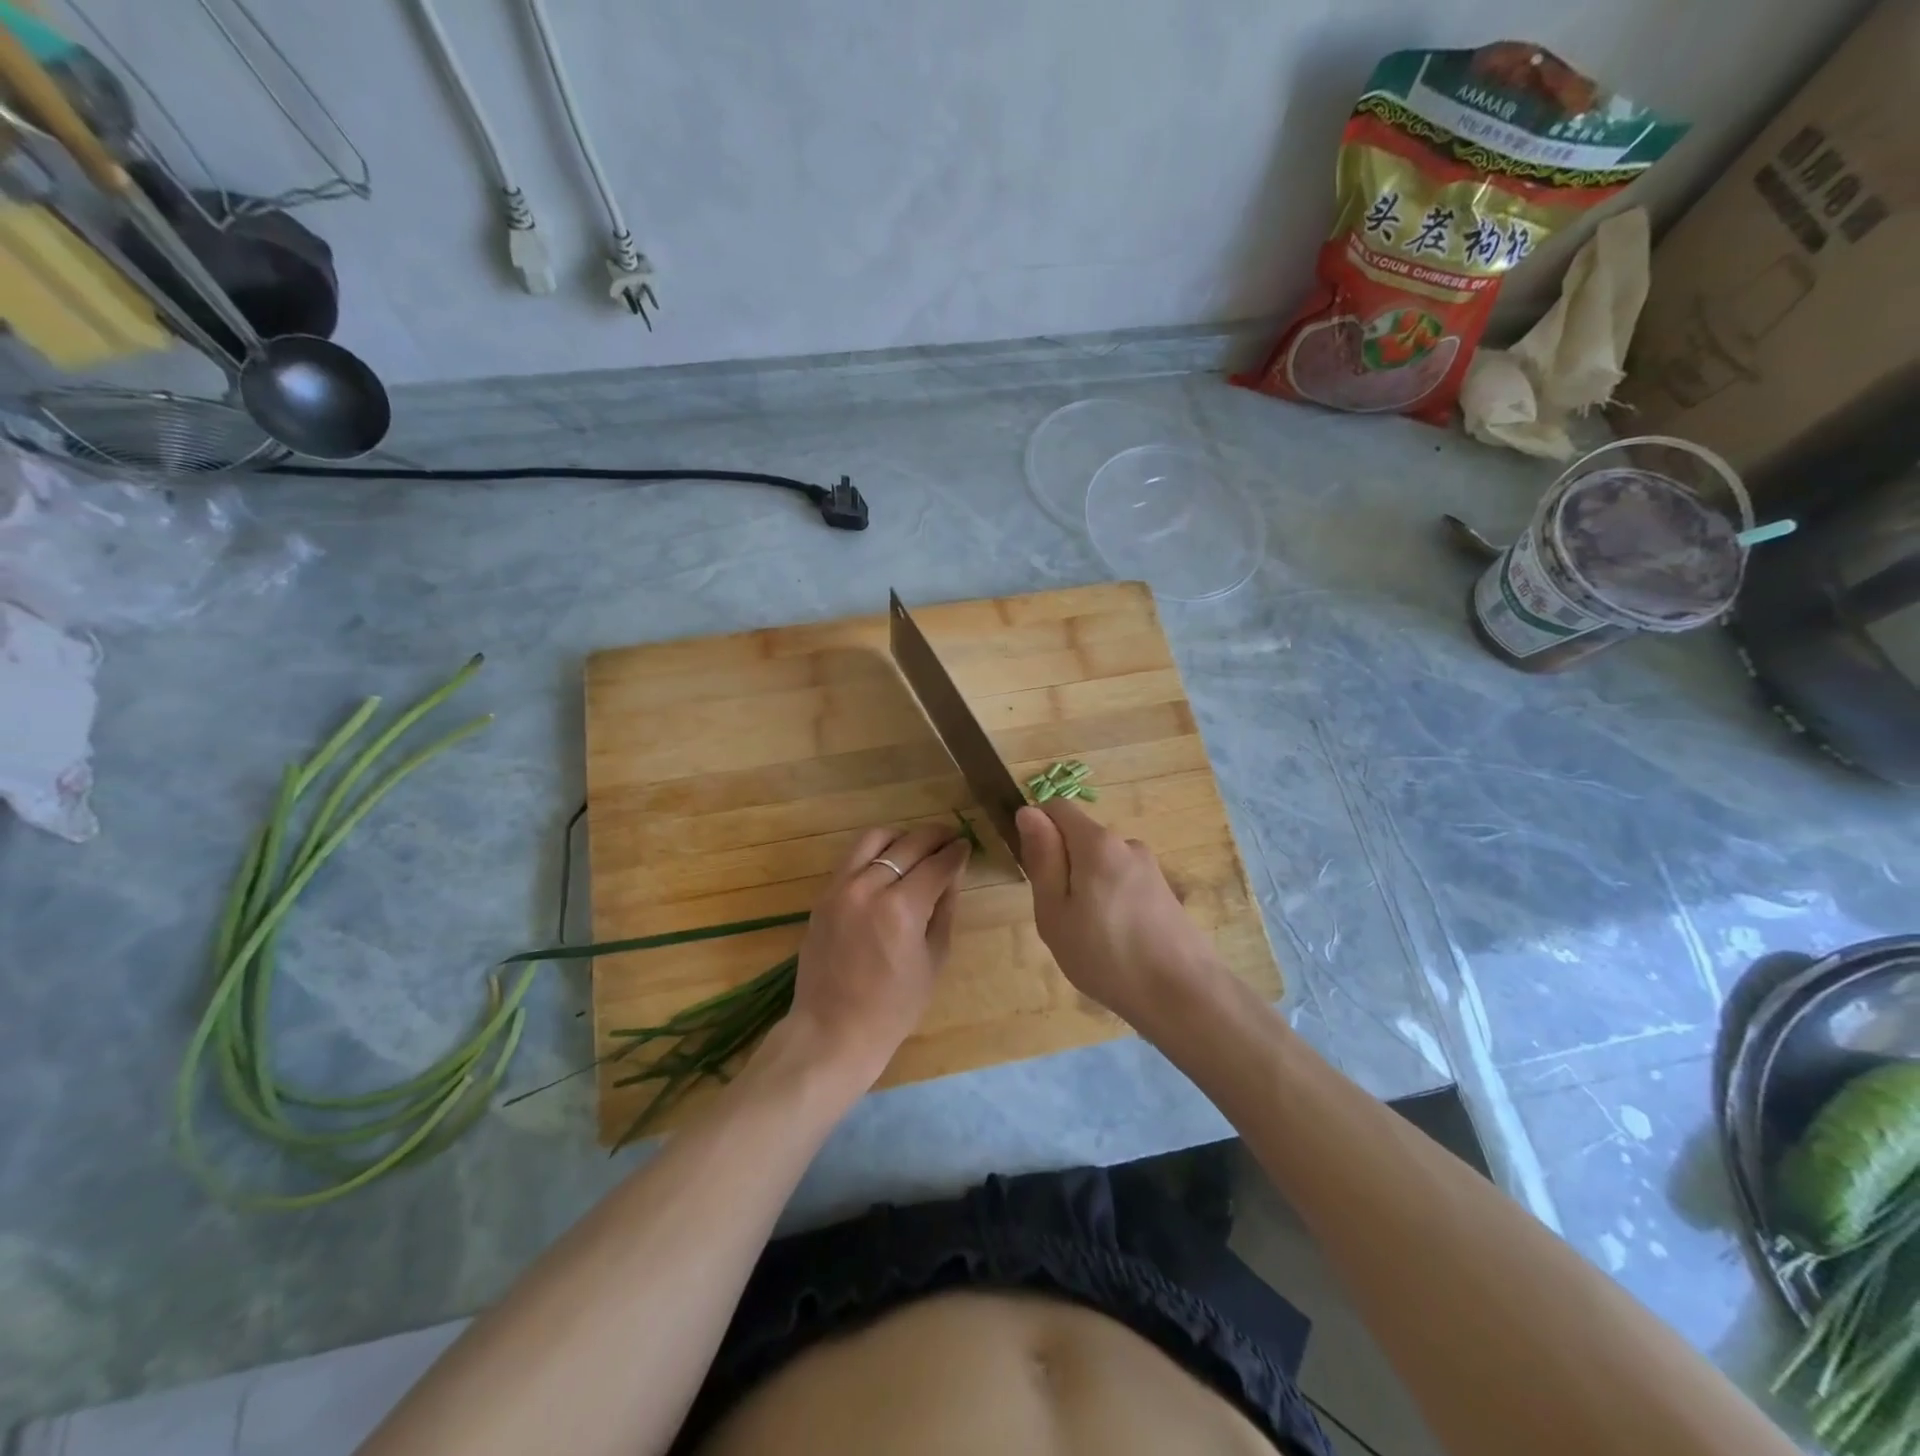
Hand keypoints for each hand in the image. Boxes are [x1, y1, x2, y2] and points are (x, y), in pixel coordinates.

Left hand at [776, 822, 970, 1091]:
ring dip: (902, 836)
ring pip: (874, 839)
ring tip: (918, 846)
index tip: (966, 845)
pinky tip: (889, 863)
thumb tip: (953, 874)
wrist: (833, 1030)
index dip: (956, 852)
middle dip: (935, 837)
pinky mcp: (824, 895)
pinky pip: (852, 857)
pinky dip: (875, 851)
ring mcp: (841, 888)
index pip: (936, 864)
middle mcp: (869, 888)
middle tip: (950, 838)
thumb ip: (944, 909)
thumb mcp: (933, 959)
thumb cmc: (893, 1007)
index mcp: (901, 908)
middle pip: (908, 844)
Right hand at [1016, 800, 1224, 1033]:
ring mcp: (1150, 868)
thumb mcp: (1055, 912)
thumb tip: (1028, 812)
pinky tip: (1115, 943)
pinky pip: (1122, 883)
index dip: (1037, 831)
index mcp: (1097, 843)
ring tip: (1088, 937)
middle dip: (1062, 866)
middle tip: (1060, 917)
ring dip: (1086, 888)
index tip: (1035, 873)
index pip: (1057, 808)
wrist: (1183, 996)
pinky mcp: (1164, 892)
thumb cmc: (1106, 956)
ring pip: (1101, 864)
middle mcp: (1127, 844)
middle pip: (1080, 838)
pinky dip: (1110, 902)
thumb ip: (1042, 859)